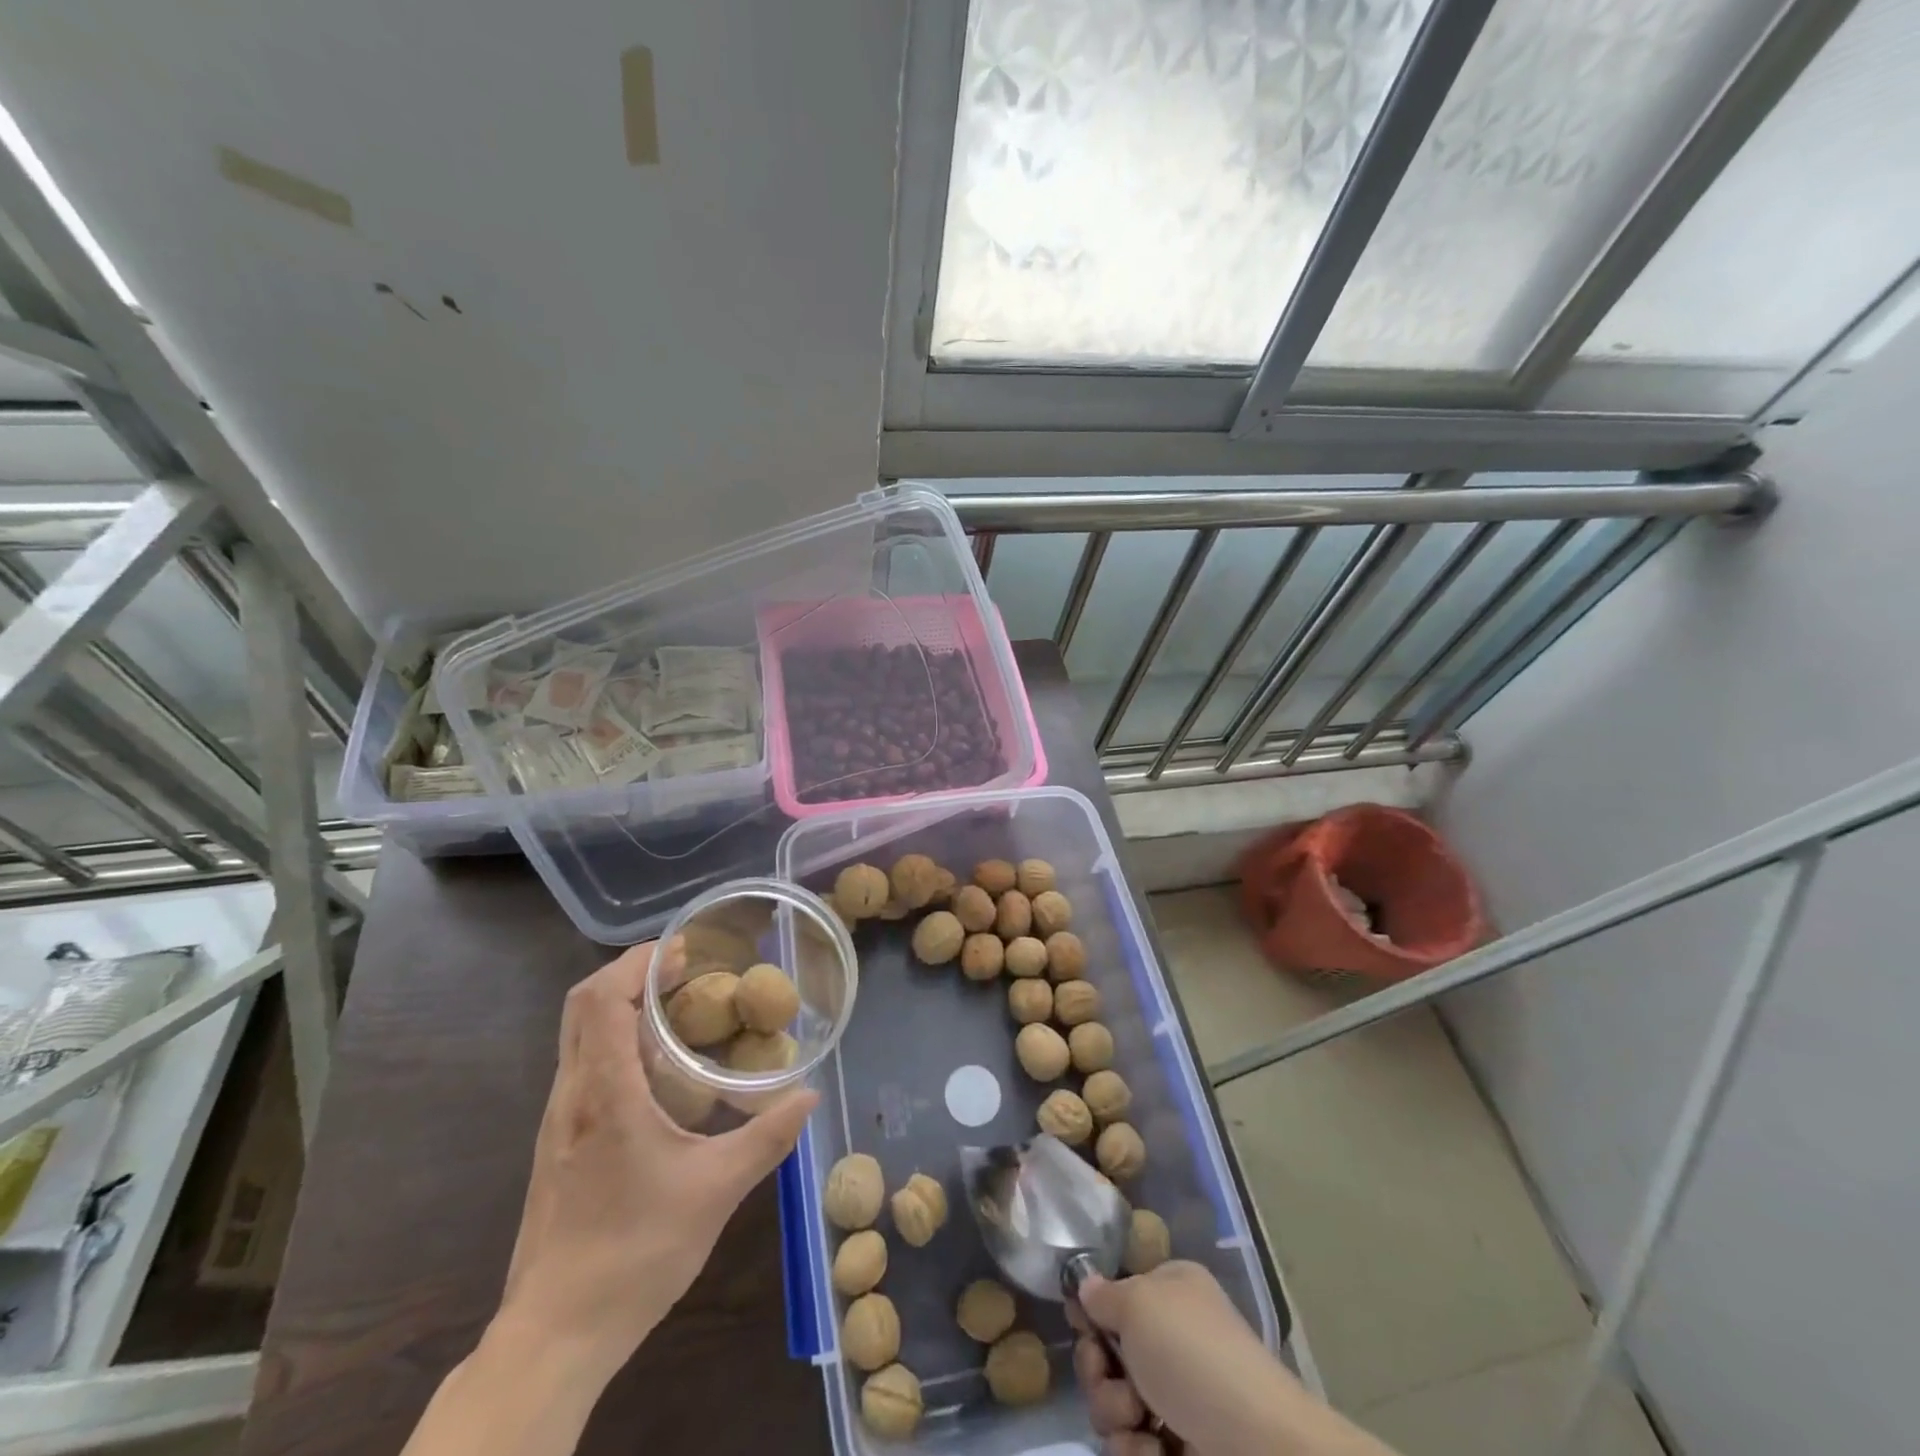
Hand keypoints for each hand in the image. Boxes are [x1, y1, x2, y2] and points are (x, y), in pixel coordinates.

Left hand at [493, 941, 816, 1388]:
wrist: (555, 1336)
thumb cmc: (634, 1253)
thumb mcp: (716, 1191)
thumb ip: (766, 1138)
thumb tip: (808, 1096)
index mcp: (604, 1094)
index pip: (603, 1000)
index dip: (639, 962)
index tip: (684, 952)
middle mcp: (572, 1096)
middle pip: (582, 1006)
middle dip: (630, 972)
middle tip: (684, 969)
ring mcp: (557, 1121)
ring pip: (579, 1035)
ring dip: (622, 1005)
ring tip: (678, 1008)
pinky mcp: (558, 1144)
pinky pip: (583, 1066)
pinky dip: (616, 1040)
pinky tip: (658, 1070)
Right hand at [1071, 1261, 1394, 1455]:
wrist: (1260, 1452)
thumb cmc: (1194, 1357)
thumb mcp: (1139, 1303)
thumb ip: (1103, 1295)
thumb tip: (1086, 1287)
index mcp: (1170, 1291)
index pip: (1115, 1294)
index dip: (1093, 1313)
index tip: (1082, 1328)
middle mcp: (1173, 1338)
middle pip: (1107, 1353)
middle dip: (1099, 1373)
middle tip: (1111, 1379)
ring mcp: (1178, 1398)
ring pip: (1115, 1404)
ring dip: (1116, 1416)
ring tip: (1142, 1424)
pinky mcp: (1180, 1449)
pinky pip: (1134, 1447)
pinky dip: (1138, 1452)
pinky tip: (1158, 1454)